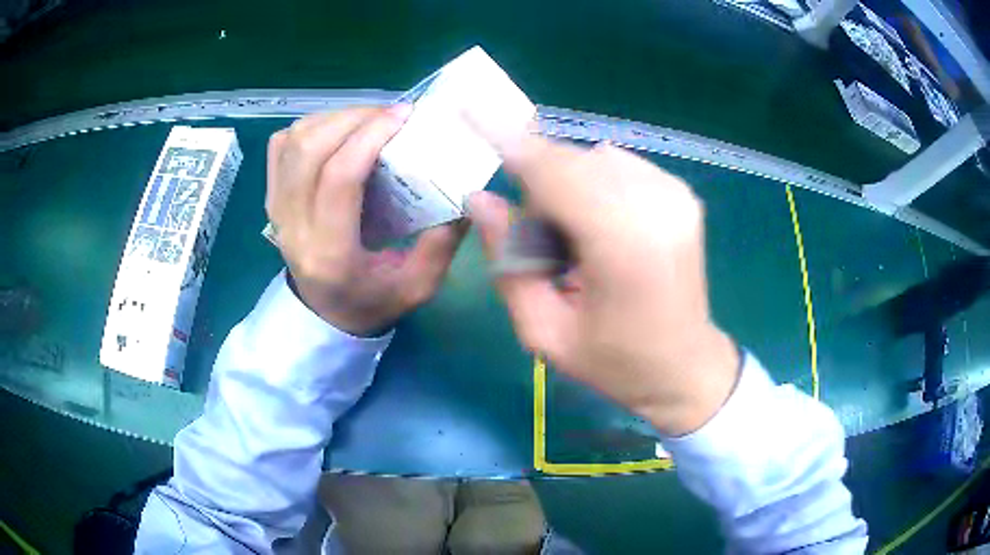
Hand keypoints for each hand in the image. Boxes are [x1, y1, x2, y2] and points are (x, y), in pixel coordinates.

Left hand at [266, 107, 465, 335]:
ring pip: (293, 140)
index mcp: (330, 252)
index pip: (339, 177)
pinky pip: (281, 145)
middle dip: (354, 118)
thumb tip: (466, 194)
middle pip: (310, 148)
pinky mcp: (271, 196)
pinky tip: (337, 132)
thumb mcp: (417, 288)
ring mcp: (275, 209)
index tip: (405, 116)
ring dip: (333, 119)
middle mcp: (293, 225)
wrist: (324, 314)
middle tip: (391, 115)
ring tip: (368, 120)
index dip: (370, 135)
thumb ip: (442, 245)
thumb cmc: (371, 303)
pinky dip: (309, 127)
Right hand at [468, 133, 739, 436]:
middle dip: (539, 188)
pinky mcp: (682, 193)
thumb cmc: (614, 362)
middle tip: (544, 246)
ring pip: (592, 160)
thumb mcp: (544, 331)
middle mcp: (656, 204)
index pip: (553, 171)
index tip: (470, 105)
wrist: (685, 367)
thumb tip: (480, 198)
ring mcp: (675, 194)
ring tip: (578, 245)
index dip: (508, 138)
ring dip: (567, 189)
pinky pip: (617, 167)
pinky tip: (602, 231)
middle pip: (570, 162)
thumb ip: (508, 262)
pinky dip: (594, 188)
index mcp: (624, 245)